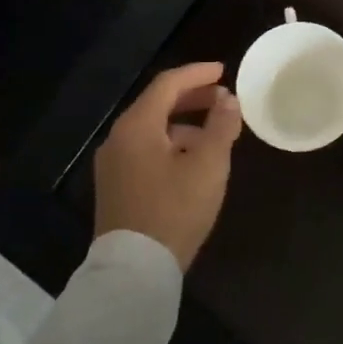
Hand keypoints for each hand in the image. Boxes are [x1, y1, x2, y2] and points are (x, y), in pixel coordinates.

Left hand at [94, 61, 241, 270]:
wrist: (134, 272)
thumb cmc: (174, 210)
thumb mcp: (208, 165)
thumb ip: (221, 126)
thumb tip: (229, 99)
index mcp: (137, 125)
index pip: (168, 84)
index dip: (197, 73)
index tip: (223, 71)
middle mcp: (118, 138)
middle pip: (157, 104)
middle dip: (192, 97)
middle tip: (222, 97)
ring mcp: (113, 164)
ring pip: (152, 129)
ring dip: (183, 123)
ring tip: (214, 132)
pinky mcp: (115, 187)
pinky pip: (145, 149)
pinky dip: (171, 143)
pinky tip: (192, 160)